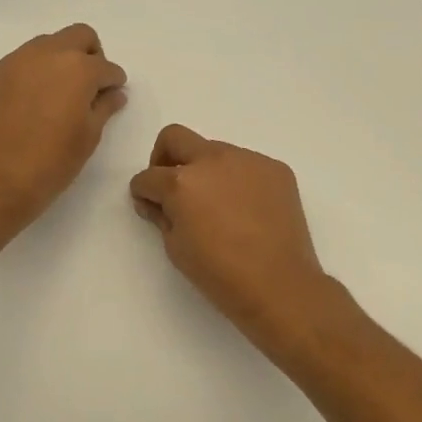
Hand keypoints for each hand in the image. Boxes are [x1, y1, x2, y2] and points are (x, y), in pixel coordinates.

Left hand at [0, 23, 127, 234]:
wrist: (0, 176)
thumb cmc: (54, 160)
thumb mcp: (89, 135)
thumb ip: (104, 107)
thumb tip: (115, 94)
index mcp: (79, 68)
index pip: (107, 67)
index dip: (114, 81)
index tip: (112, 94)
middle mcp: (49, 53)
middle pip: (79, 36)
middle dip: (91, 55)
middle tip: (90, 84)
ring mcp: (19, 60)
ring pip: (49, 43)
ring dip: (62, 58)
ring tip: (61, 92)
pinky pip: (24, 59)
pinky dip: (37, 70)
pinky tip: (36, 98)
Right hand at [130, 125, 336, 353]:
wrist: (279, 285)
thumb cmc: (219, 274)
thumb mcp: (175, 248)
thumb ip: (161, 215)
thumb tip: (155, 202)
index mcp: (182, 182)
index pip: (148, 176)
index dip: (142, 192)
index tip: (149, 205)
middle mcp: (213, 160)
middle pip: (175, 137)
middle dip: (164, 158)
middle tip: (172, 188)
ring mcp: (248, 160)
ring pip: (214, 151)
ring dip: (205, 170)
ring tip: (217, 206)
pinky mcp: (275, 169)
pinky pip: (246, 165)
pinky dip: (236, 180)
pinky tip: (245, 211)